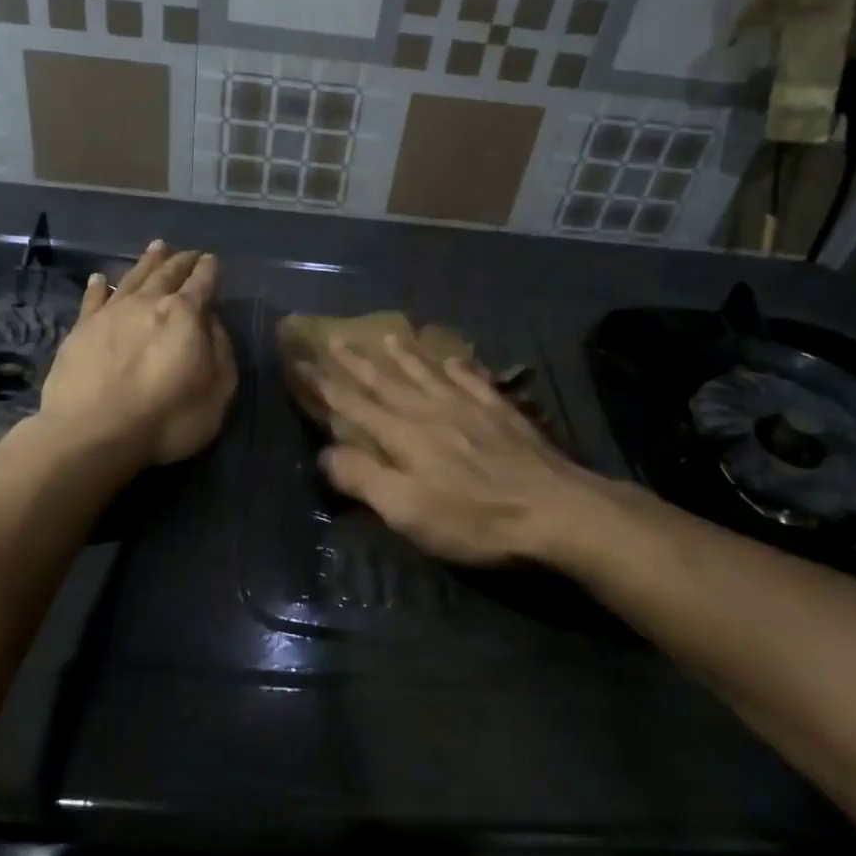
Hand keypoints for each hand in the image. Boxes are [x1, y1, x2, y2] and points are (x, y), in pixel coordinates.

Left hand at [39, 240, 236, 467]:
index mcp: (185, 315)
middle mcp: (148, 303)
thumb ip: (220, 352)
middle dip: (181, 261)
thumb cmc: (166, 418)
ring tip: (157, 247)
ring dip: (147, 262)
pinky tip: (99, 278)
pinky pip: (92, 299)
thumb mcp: (217, 392)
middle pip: (168, 273)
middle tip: (189, 253)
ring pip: (133, 277)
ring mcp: (110, 313)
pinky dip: (97, 286)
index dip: (209, 270)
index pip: (202, 283)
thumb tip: (211, 324)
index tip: (212, 260)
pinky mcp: (80, 329)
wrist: (93, 433)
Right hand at [310, 336, 603, 566]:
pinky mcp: (501, 412)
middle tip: (335, 339)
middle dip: (357, 362)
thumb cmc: (474, 519)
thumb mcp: (408, 510)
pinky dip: (456, 366)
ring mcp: (469, 407)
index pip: (353, 405)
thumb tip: (325, 453)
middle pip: (387, 381)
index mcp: (403, 435)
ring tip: (389, 336)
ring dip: (404, 356)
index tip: (302, 363)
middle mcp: (430, 411)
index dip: (325, 385)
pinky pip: (471, 379)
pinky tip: (452, 358)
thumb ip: (364, 478)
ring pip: (427, 374)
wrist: (554, 510)